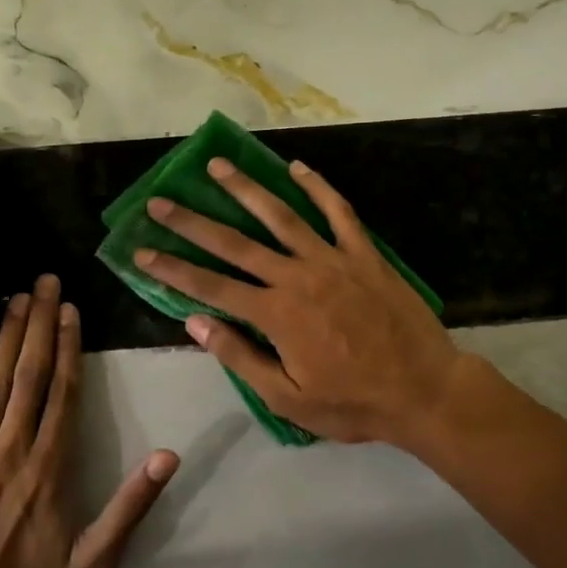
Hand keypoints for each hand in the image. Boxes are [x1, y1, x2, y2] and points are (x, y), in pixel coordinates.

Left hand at [0, 275, 177, 567]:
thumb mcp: (97, 561)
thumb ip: (132, 506)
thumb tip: (170, 455)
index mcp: (50, 467)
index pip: (64, 392)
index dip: (70, 346)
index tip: (72, 308)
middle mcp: (12, 449)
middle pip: (30, 375)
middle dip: (40, 324)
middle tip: (45, 281)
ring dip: (8, 337)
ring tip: (17, 297)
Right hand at [134, 158, 459, 446]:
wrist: (425, 390)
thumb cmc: (354, 402)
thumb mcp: (288, 398)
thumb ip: (240, 357)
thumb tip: (195, 322)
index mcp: (275, 314)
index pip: (210, 286)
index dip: (172, 268)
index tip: (142, 250)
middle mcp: (297, 276)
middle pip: (235, 243)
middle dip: (193, 221)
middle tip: (161, 200)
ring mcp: (333, 259)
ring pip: (281, 215)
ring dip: (246, 188)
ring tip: (217, 166)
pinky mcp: (364, 253)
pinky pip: (338, 211)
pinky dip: (318, 187)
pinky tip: (297, 167)